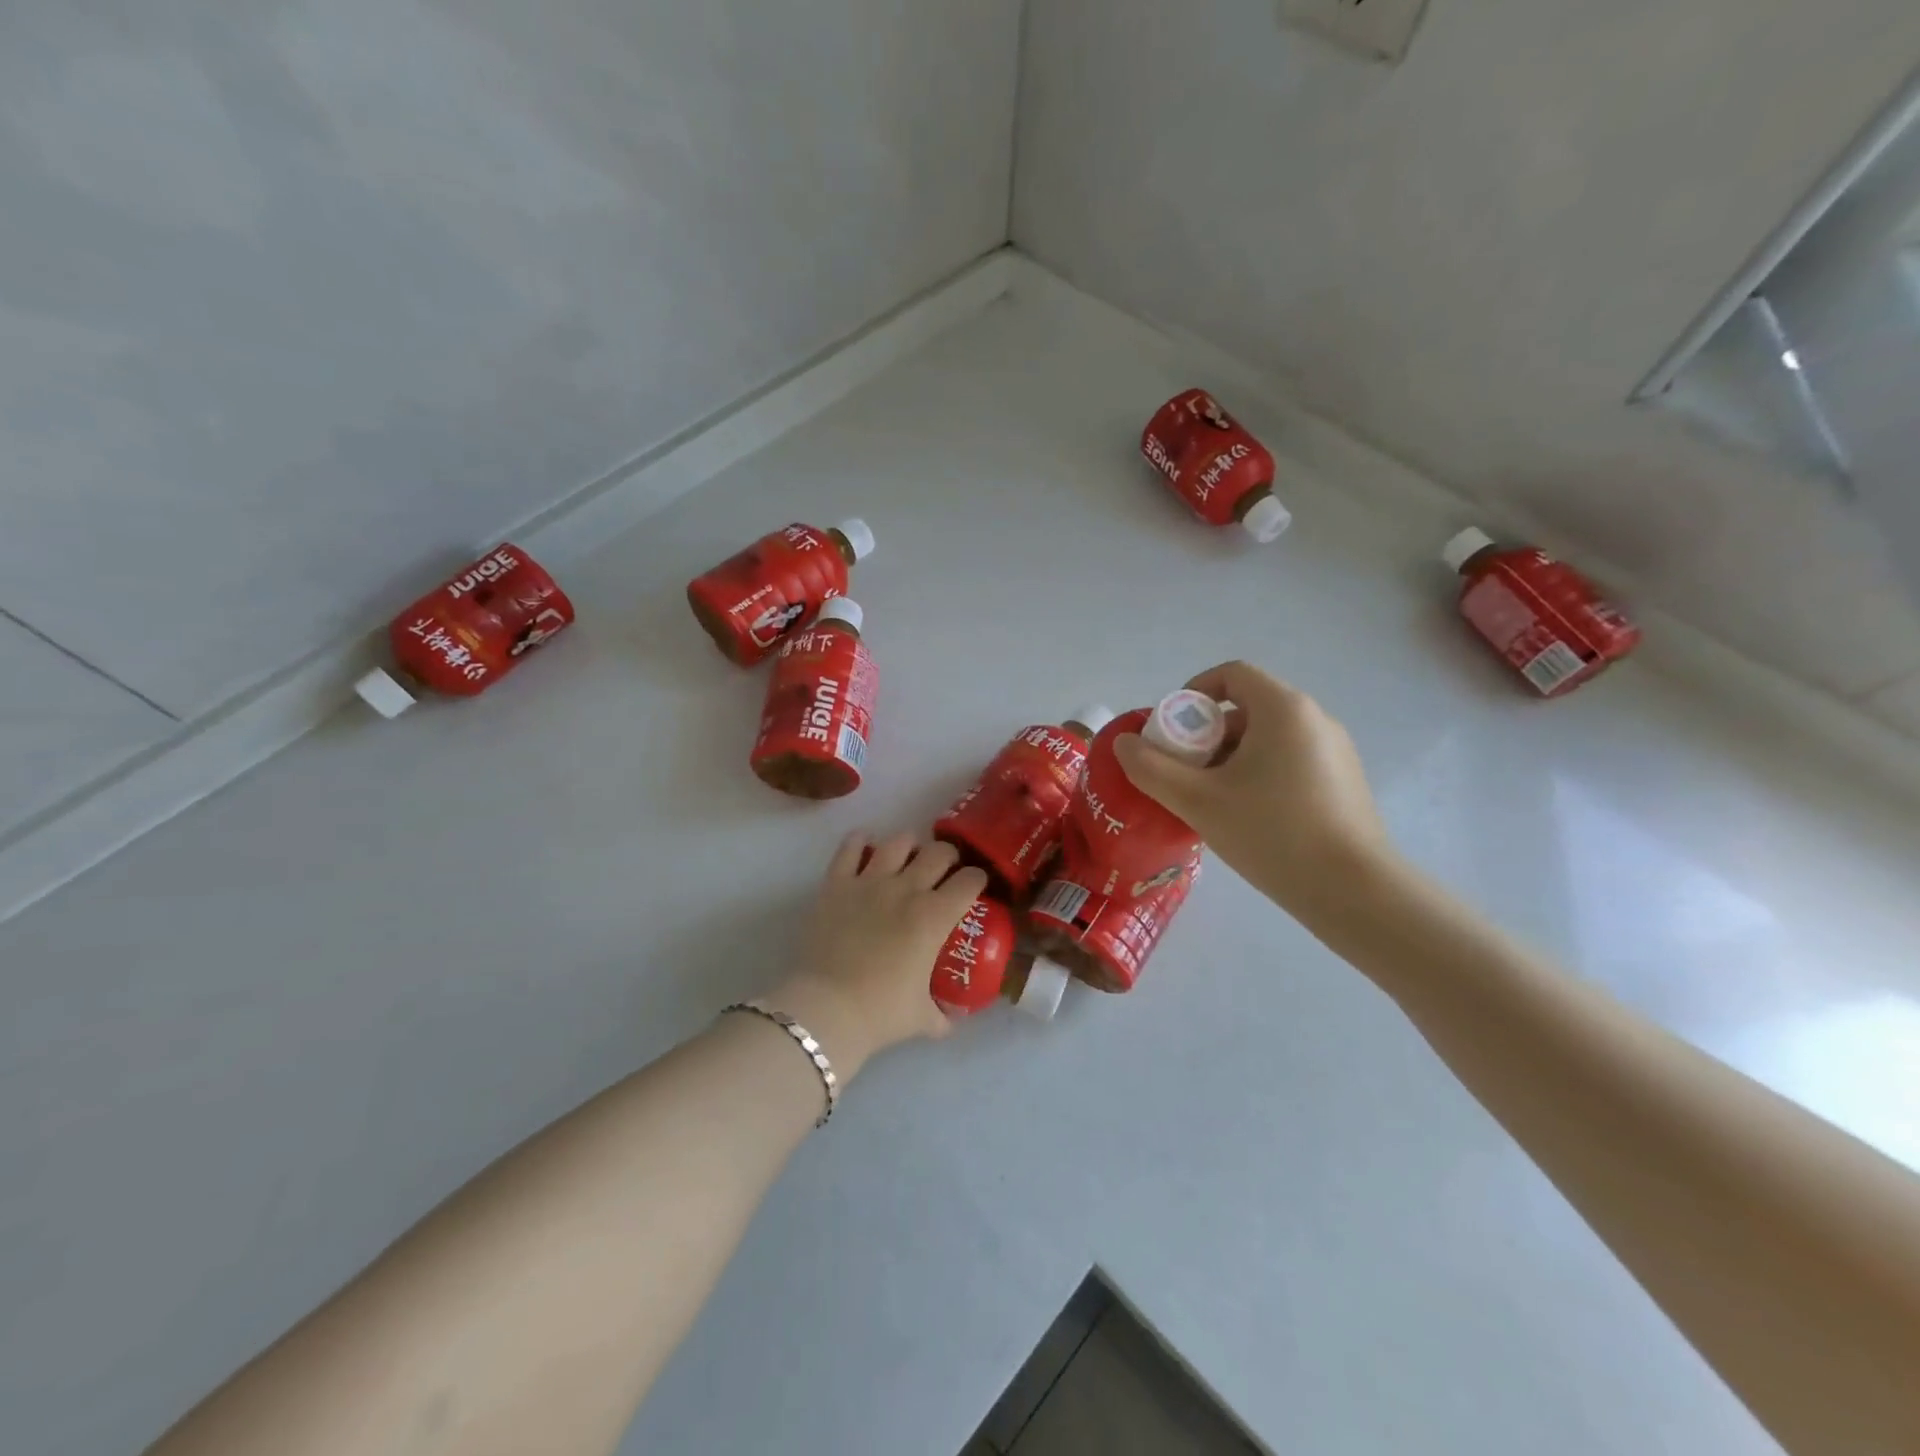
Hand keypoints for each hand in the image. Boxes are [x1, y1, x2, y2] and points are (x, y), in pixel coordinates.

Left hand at [766, 832, 987, 1079]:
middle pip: (939, 852)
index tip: (976, 886)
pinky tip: (864, 845)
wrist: (827, 1009)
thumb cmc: (881, 1012)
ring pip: (898, 842)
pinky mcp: (836, 883)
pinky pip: (849, 848)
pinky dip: (859, 842)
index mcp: (934, 917)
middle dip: (948, 857)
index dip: (978, 879)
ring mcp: (869, 881)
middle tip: (944, 871)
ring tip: (908, 856)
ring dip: (909, 845)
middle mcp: (906, 889)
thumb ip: (943, 1016)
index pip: (970, 880)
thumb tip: (953, 1020)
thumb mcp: (922, 1019)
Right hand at [1113, 661, 1390, 914]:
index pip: (1232, 674)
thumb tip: (1124, 744)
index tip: (1172, 730)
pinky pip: (1289, 760)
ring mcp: (1335, 751)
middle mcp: (1314, 719)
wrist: (1354, 891)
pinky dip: (1259, 773)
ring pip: (1268, 737)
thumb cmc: (1272, 833)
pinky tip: (1247, 817)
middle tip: (1183, 772)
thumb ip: (1152, 768)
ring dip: (1231, 757)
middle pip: (1248, 707)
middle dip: (1206, 733)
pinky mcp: (1343, 782)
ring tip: (1210, 800)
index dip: (1193, 692)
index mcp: (1283, 709)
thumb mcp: (1198, 801)